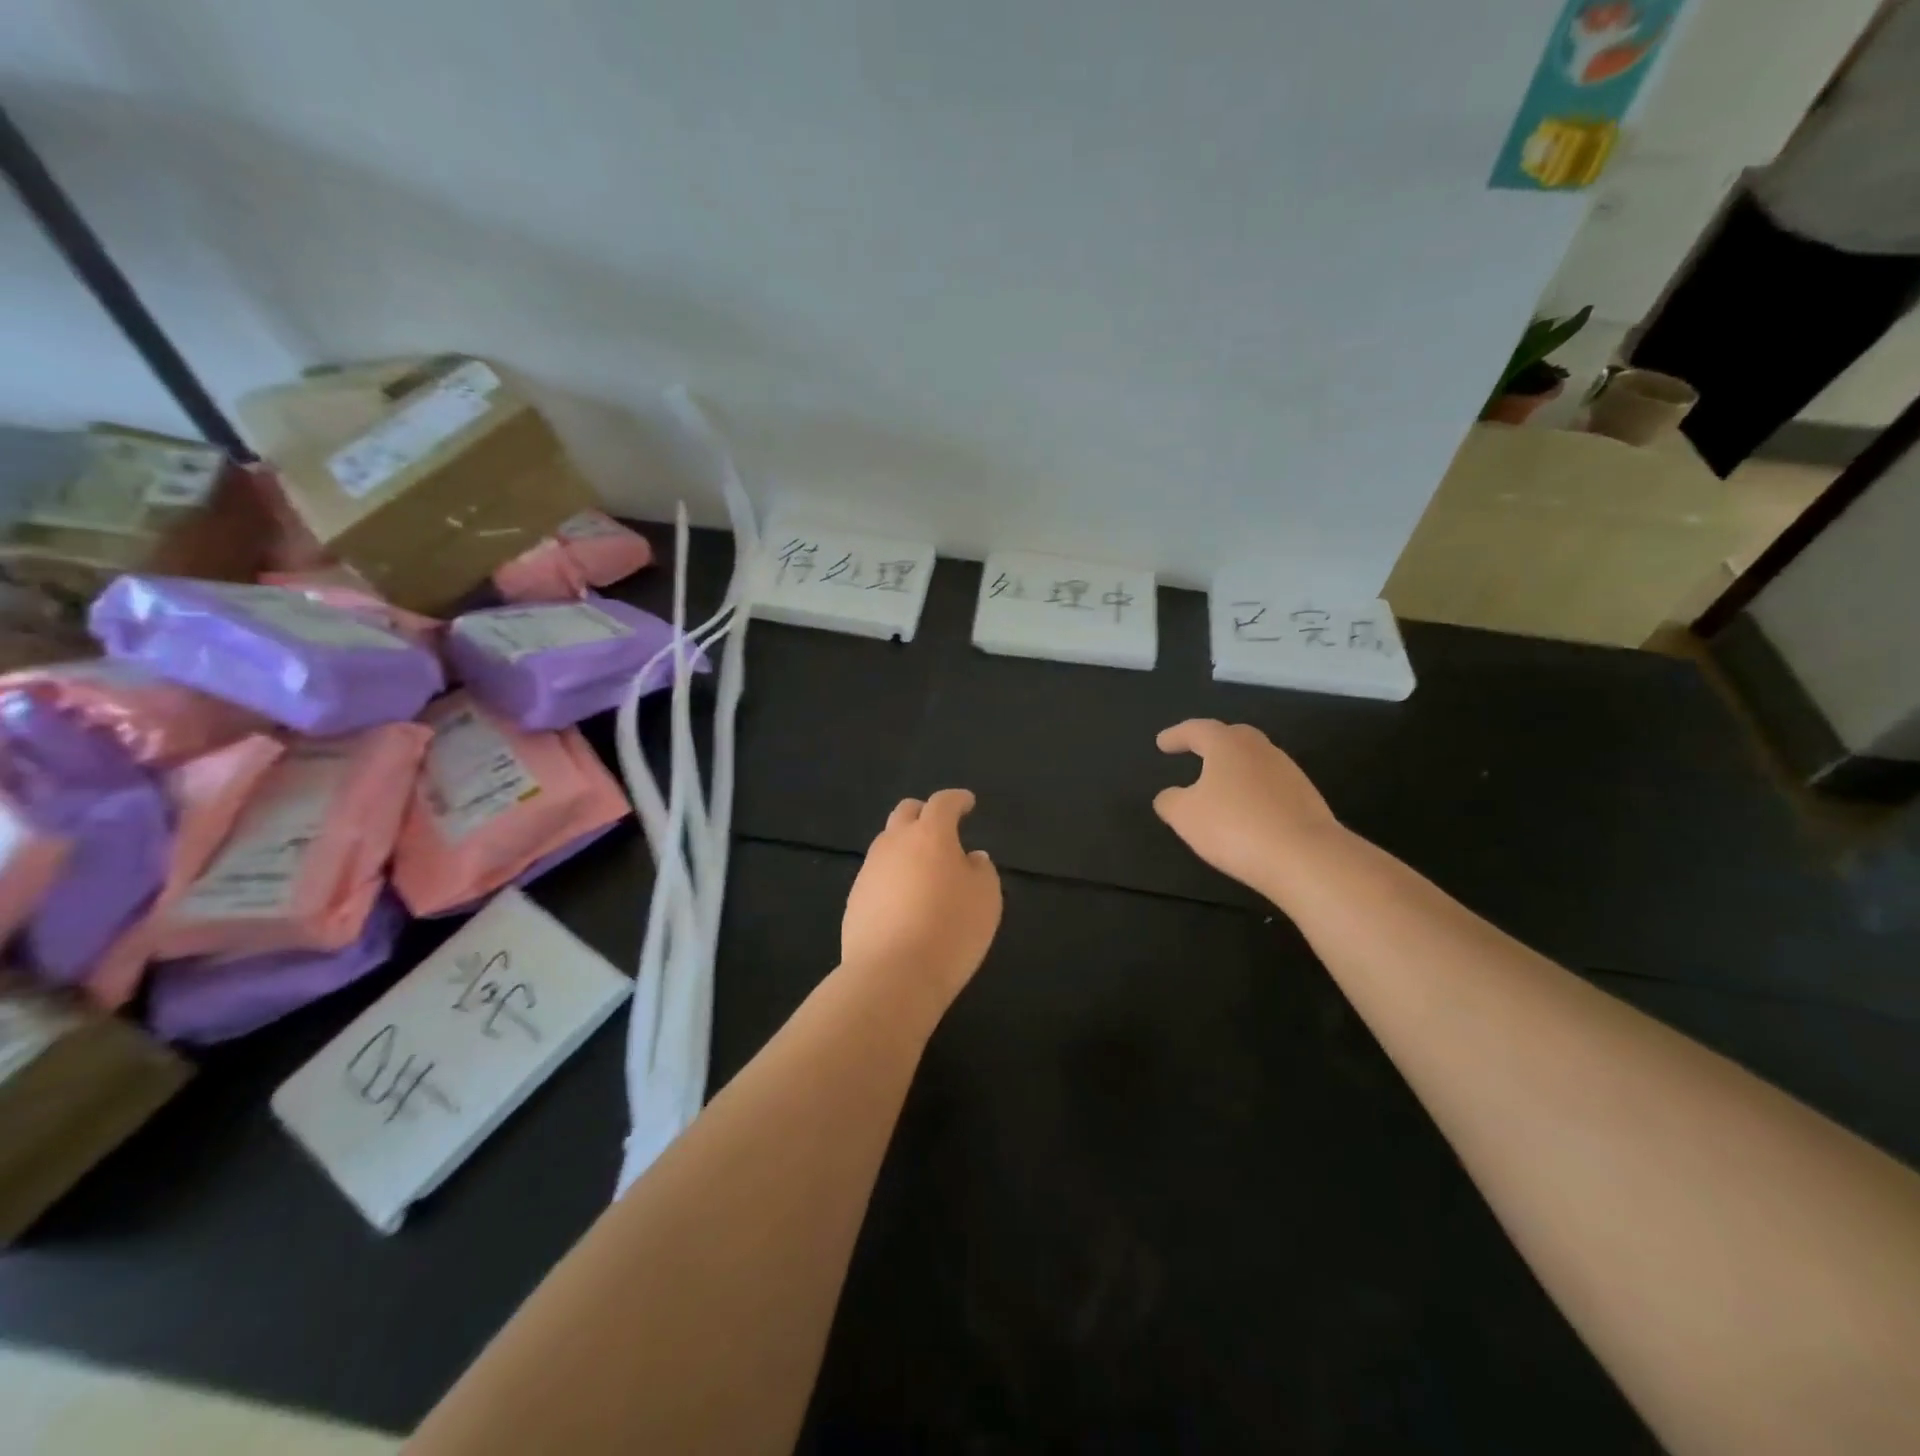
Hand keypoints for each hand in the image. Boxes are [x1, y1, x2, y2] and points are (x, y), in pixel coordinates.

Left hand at [842, 789, 1002, 1011]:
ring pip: (887, 844)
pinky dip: (893, 877)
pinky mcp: (854, 899)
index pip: (943, 803)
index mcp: (929, 834)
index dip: (957, 799)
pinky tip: (905, 901)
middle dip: (924, 813)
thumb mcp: (985, 899)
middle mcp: (894, 843)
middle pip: (906, 812)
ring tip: (924, 869)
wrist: (891, 975)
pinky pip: (877, 875)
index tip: (967, 803)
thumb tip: (971, 858)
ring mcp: (869, 871)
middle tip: (941, 827)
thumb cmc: (950, 929)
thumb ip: (981, 871)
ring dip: (906, 846)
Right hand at [1153, 720, 1341, 898]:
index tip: (1162, 743)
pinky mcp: (1307, 798)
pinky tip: (1247, 812)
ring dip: (1235, 769)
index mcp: (1228, 745)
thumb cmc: (1234, 826)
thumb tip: (1169, 796)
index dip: (1177, 735)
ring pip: (1255, 762)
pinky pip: (1271, 787)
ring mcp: (1289, 772)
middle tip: (1196, 751)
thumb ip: (1170, 801)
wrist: (1305, 857)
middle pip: (1233, 737)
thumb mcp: (1185, 816)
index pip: (1198, 730)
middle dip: (1212, 743)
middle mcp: (1261, 750)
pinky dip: (1254, 792)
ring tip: (1220, 787)